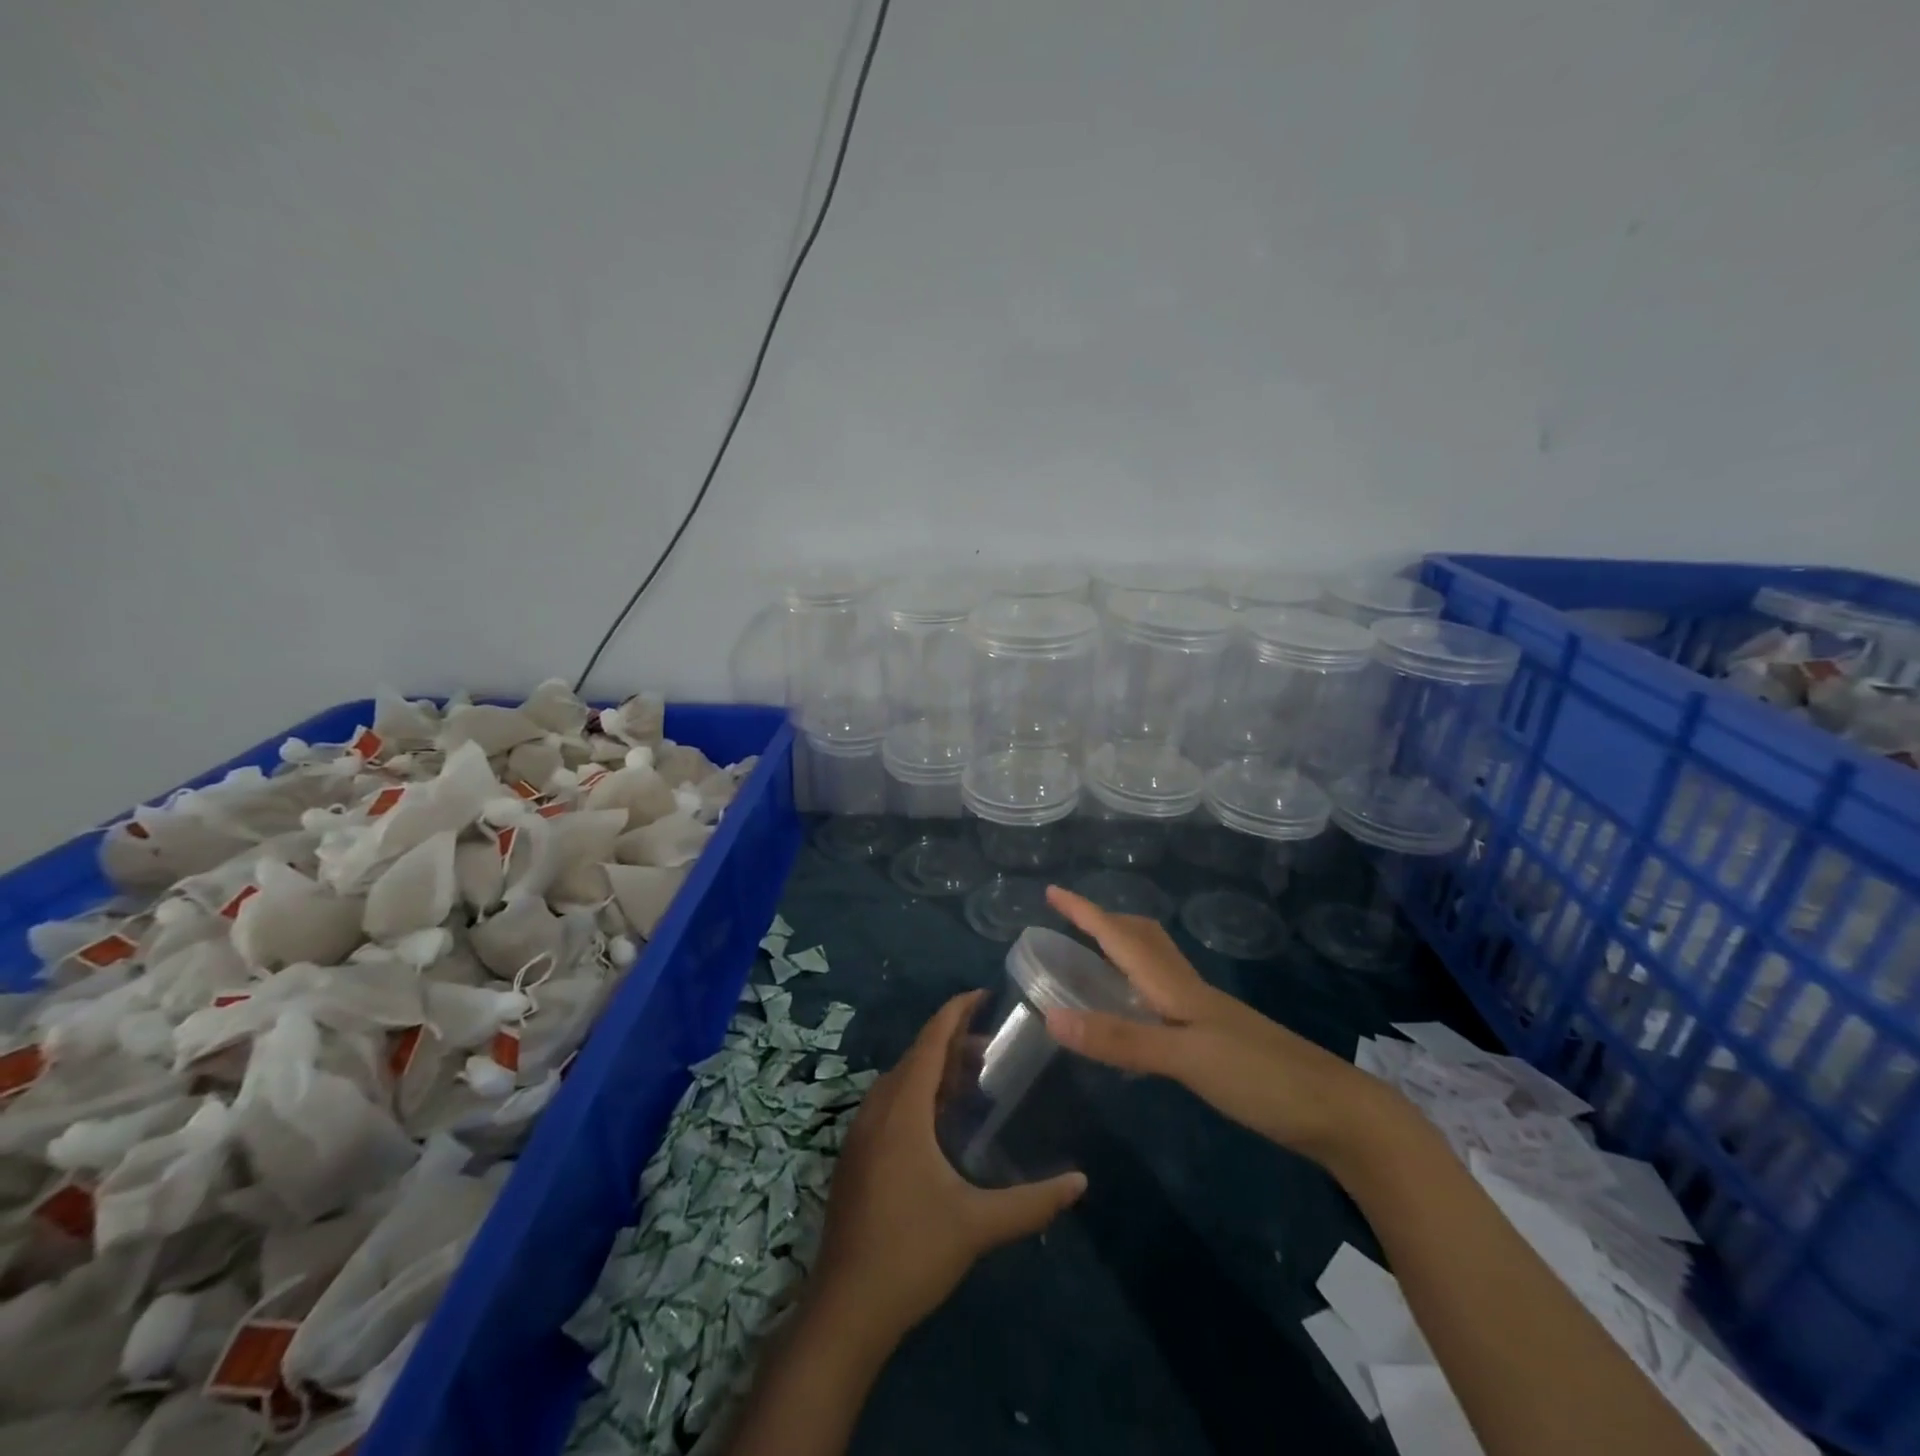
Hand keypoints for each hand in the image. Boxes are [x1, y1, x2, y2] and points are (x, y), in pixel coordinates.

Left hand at [811, 991, 1087, 1349]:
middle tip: (993, 1047)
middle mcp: (877, 1111)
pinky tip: (941, 1123)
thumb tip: (1081, 1183)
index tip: (983, 994)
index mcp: (902, 1111)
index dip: (955, 1012)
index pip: (929, 1041)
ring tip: (972, 1080)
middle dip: (952, 1043)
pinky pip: (890, 1105)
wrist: (845, 1310)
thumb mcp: (977, 1225)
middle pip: (916, 1058)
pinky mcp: (856, 1158)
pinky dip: (918, 1095)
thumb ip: (1032, 1202)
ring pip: (900, 1083)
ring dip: (934, 1071)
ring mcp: (861, 1135)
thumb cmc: (911, 1253)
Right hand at [1040, 886, 1408, 1164]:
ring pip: (1156, 965)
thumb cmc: (1260, 1078)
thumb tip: (1052, 1016)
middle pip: (1142, 939)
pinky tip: (1138, 1013)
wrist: (1338, 1113)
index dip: (1085, 913)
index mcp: (1176, 987)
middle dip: (1105, 922)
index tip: (1052, 890)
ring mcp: (1207, 1014)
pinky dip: (1140, 988)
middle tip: (1071, 922)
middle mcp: (1188, 991)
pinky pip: (1166, 996)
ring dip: (1123, 950)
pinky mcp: (1218, 1039)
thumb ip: (1120, 1039)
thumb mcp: (1185, 1058)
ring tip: (1095, 958)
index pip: (1120, 937)